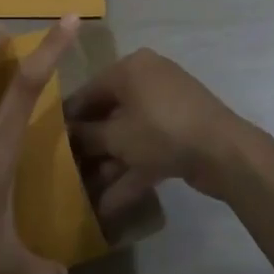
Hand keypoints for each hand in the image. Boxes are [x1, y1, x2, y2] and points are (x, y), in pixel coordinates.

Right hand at [65, 48, 253, 217]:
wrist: (224, 152)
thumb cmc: (161, 130)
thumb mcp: (117, 136)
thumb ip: (88, 135)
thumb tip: (68, 135)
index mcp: (130, 68)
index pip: (89, 90)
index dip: (70, 117)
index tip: (50, 139)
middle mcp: (147, 80)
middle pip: (110, 113)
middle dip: (91, 145)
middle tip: (68, 169)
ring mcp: (166, 107)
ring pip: (129, 135)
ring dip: (110, 164)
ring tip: (86, 193)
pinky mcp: (180, 133)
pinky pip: (147, 148)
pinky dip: (131, 172)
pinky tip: (109, 205)